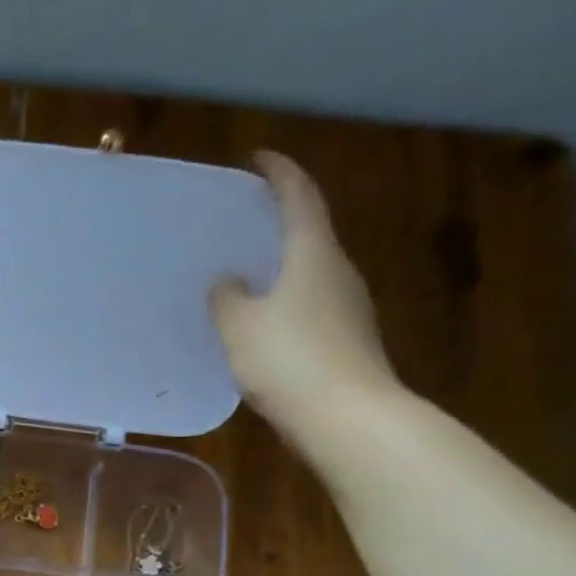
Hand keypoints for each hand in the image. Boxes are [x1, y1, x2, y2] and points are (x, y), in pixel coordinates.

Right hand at [210, 152, 401, 445]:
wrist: (346, 416)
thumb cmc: (289, 359)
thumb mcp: (240, 326)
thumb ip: (227, 298)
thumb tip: (227, 282)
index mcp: (314, 254)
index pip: (300, 197)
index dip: (280, 174)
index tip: (259, 160)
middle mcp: (338, 272)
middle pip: (309, 234)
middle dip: (279, 225)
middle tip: (244, 226)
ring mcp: (348, 308)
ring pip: (310, 275)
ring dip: (281, 271)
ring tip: (246, 279)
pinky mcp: (347, 341)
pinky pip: (311, 310)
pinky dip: (286, 306)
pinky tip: (263, 328)